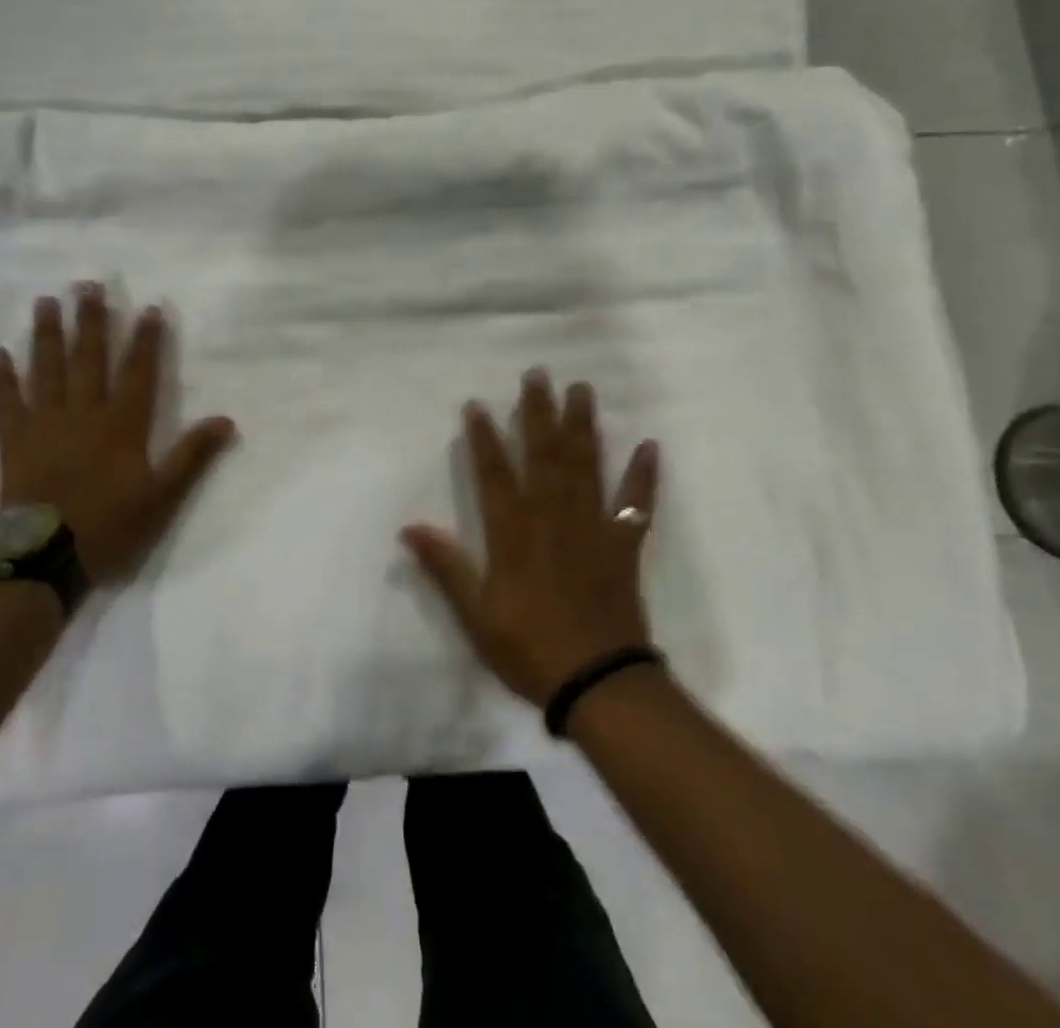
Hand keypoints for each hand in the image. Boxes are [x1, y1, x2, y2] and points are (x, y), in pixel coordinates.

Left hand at [0, 284, 237, 585]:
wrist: (43, 557)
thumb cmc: (108, 526)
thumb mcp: (162, 497)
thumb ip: (192, 456)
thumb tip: (227, 420)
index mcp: (121, 425)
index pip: (138, 372)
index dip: (145, 340)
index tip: (148, 308)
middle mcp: (83, 413)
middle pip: (89, 358)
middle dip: (92, 321)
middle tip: (88, 284)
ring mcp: (44, 423)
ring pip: (46, 369)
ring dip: (47, 334)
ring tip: (46, 301)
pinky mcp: (13, 440)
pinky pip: (5, 402)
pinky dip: (1, 378)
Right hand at [402, 369, 660, 707]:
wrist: (599, 685)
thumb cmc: (529, 649)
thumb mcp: (475, 614)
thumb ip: (446, 567)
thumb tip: (410, 527)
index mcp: (514, 533)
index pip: (495, 474)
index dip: (485, 438)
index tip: (478, 404)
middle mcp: (553, 518)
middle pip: (545, 455)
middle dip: (539, 412)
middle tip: (539, 373)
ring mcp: (593, 528)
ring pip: (586, 466)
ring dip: (584, 426)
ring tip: (582, 390)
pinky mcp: (624, 546)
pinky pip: (637, 504)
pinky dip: (644, 475)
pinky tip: (649, 445)